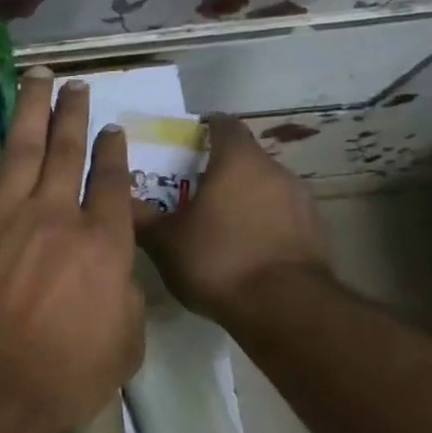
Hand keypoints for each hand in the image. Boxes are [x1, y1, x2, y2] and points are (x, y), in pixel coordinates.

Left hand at [0, 68, 144, 432]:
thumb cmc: (64, 376)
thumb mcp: (124, 346)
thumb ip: (127, 299)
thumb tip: (116, 273)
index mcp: (101, 243)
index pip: (112, 182)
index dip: (113, 152)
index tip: (111, 129)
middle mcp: (53, 217)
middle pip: (66, 151)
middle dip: (72, 113)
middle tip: (74, 85)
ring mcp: (2, 218)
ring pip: (19, 151)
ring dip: (29, 113)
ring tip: (34, 80)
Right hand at [134, 112, 330, 321]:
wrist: (285, 308)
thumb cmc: (218, 260)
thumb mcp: (164, 240)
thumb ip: (139, 216)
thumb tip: (116, 199)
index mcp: (238, 161)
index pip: (224, 124)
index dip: (205, 127)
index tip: (187, 139)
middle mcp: (275, 171)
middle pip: (245, 157)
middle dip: (219, 168)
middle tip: (190, 190)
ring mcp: (301, 201)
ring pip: (265, 187)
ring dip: (243, 197)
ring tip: (216, 223)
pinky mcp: (315, 231)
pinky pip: (281, 216)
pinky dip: (262, 223)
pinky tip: (243, 249)